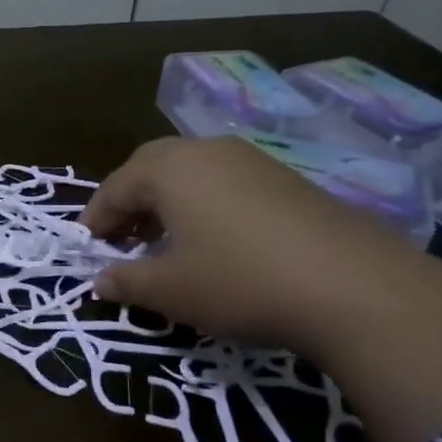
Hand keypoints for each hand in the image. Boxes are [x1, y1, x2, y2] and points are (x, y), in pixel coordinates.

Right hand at [82, 135, 422, 353]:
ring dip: (167, 204)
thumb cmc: (239, 281)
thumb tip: (98, 281)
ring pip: (191, 173)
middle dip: (129, 203)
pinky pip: (225, 183)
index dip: (95, 218)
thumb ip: (126, 282)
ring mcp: (251, 161)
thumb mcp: (171, 290)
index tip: (87, 248)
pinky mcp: (287, 179)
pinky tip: (214, 243)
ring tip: (165, 244)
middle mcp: (207, 151)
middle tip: (122, 241)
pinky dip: (204, 206)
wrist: (354, 287)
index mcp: (169, 169)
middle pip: (151, 168)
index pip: (115, 187)